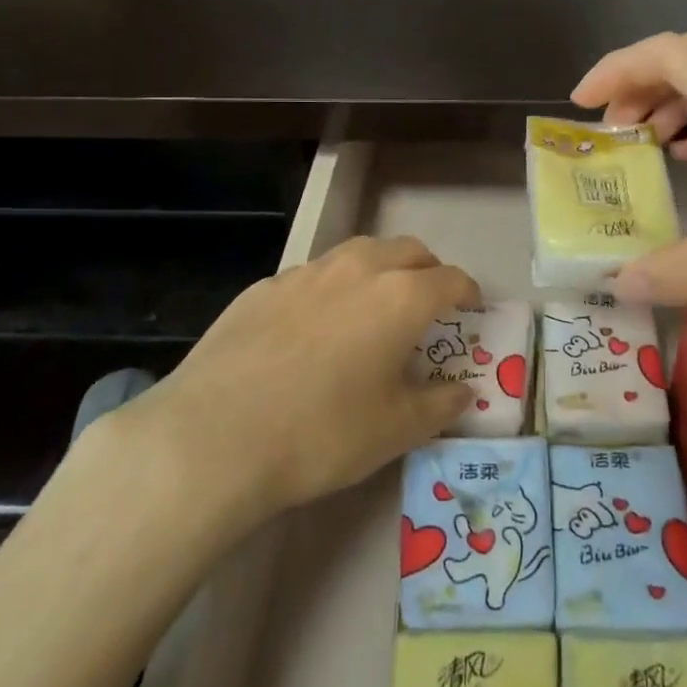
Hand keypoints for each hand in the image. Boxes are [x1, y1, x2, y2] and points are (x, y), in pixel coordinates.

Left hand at [88, 236, 478, 525]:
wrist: (214, 435)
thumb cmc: (322, 434)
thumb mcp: (395, 431)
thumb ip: (439, 406)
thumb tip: (462, 391)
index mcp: (400, 297)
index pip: (450, 279)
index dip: (467, 292)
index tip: (471, 308)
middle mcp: (357, 270)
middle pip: (407, 250)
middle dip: (427, 270)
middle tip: (428, 303)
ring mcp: (306, 273)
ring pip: (358, 253)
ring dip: (379, 270)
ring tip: (374, 306)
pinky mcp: (263, 287)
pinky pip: (313, 275)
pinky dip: (332, 289)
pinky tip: (314, 327)